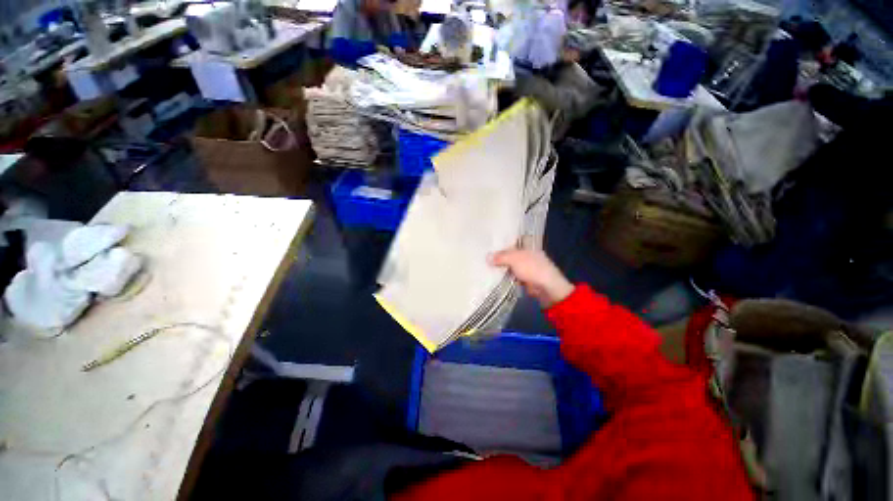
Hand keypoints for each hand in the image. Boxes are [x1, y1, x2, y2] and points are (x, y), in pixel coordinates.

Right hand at [489, 249, 574, 307]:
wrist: (547, 288)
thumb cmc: (532, 268)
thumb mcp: (515, 259)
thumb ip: (500, 257)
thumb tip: (487, 257)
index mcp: (528, 247)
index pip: (513, 242)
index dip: (502, 243)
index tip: (489, 245)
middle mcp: (527, 256)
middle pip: (510, 255)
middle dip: (499, 257)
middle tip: (484, 257)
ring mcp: (526, 269)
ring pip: (510, 266)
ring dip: (501, 268)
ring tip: (485, 267)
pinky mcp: (524, 280)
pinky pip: (511, 277)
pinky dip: (504, 277)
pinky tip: (493, 277)